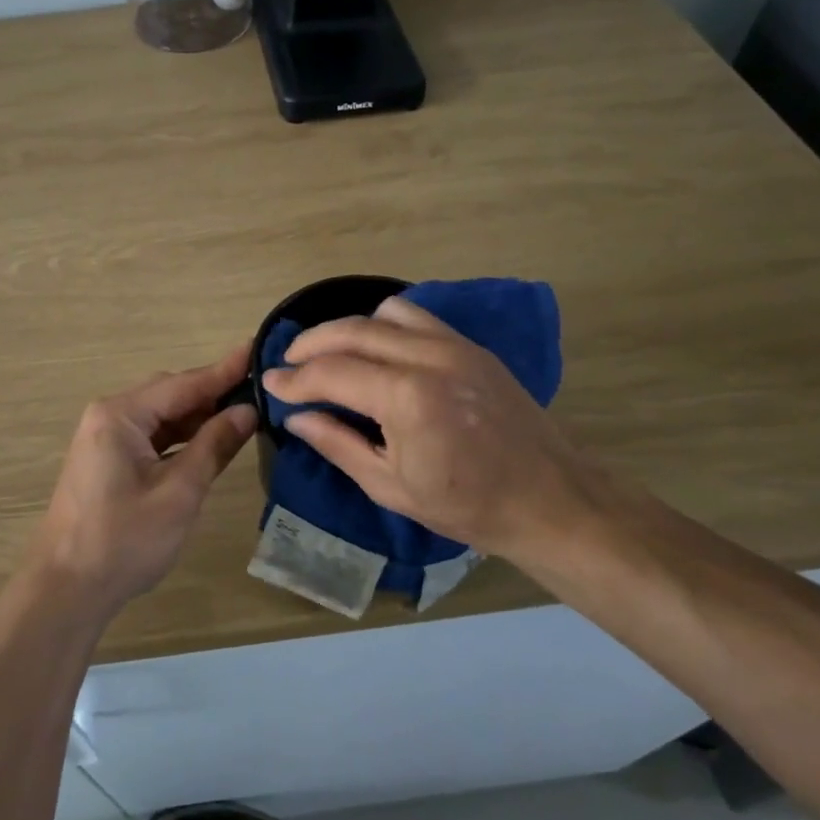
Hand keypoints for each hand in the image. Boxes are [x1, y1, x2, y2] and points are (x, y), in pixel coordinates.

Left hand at [27, 345, 257, 616]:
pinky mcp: (106, 460)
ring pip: (161, 416)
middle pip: (170, 394)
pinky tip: (208, 441)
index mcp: (120, 414)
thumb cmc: (124, 540)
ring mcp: (104, 438)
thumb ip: (214, 446)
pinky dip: (181, 437)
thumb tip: (247, 411)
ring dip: (198, 417)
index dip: (224, 370)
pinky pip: (151, 436)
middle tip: (259, 387)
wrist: (66, 590)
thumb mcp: (179, 492)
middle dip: (213, 393)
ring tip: (243, 412)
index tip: (257, 347)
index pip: (183, 383)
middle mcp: (109, 415)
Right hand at [262, 297, 606, 564]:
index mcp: (406, 398)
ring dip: (348, 329)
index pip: (331, 372)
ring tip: (331, 355)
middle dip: (310, 344)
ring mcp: (455, 346)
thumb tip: (296, 417)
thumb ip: (337, 444)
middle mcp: (428, 357)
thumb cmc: (466, 506)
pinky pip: (418, 318)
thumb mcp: (390, 486)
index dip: (294, 378)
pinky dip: (385, 325)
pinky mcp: (472, 347)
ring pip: (383, 313)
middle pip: (351, 331)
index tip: (269, 383)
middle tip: (288, 363)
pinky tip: (378, 351)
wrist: (549, 501)